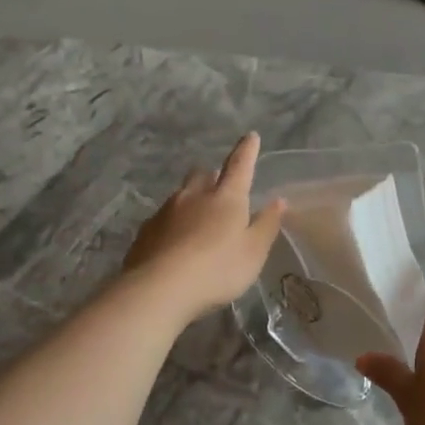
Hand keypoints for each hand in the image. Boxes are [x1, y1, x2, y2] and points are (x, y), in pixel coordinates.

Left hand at [124, 133, 285, 322]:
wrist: (159, 288)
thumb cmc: (218, 269)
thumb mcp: (253, 252)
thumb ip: (266, 225)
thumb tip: (278, 200)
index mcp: (226, 198)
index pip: (240, 166)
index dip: (247, 151)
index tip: (250, 136)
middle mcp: (194, 196)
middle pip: (203, 175)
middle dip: (212, 175)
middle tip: (219, 185)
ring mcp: (166, 211)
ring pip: (182, 195)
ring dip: (192, 199)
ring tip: (198, 218)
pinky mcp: (146, 231)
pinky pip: (164, 218)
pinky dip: (174, 223)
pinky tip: (176, 241)